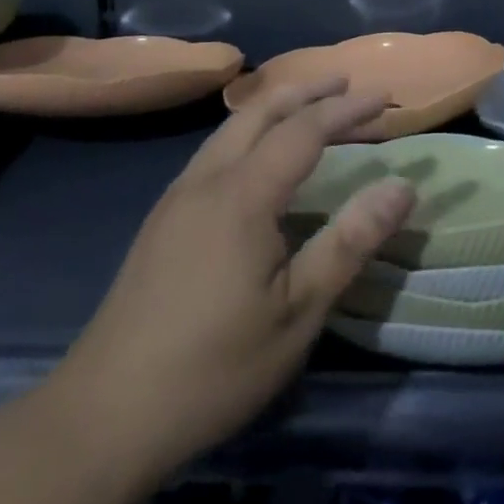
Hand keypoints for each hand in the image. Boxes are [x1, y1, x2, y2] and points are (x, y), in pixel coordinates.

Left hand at [54, 76, 414, 475]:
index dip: (347, 109)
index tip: (385, 98)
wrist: (101, 418)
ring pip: (232, 127)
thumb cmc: (213, 367)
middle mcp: (206, 180)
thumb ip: (350, 242)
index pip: (304, 129)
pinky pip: (215, 149)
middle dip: (308, 91)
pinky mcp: (162, 219)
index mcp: (242, 195)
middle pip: (261, 110)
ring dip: (277, 106)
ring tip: (311, 107)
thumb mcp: (297, 312)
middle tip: (348, 84)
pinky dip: (251, 130)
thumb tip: (402, 187)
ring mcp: (177, 197)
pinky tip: (259, 156)